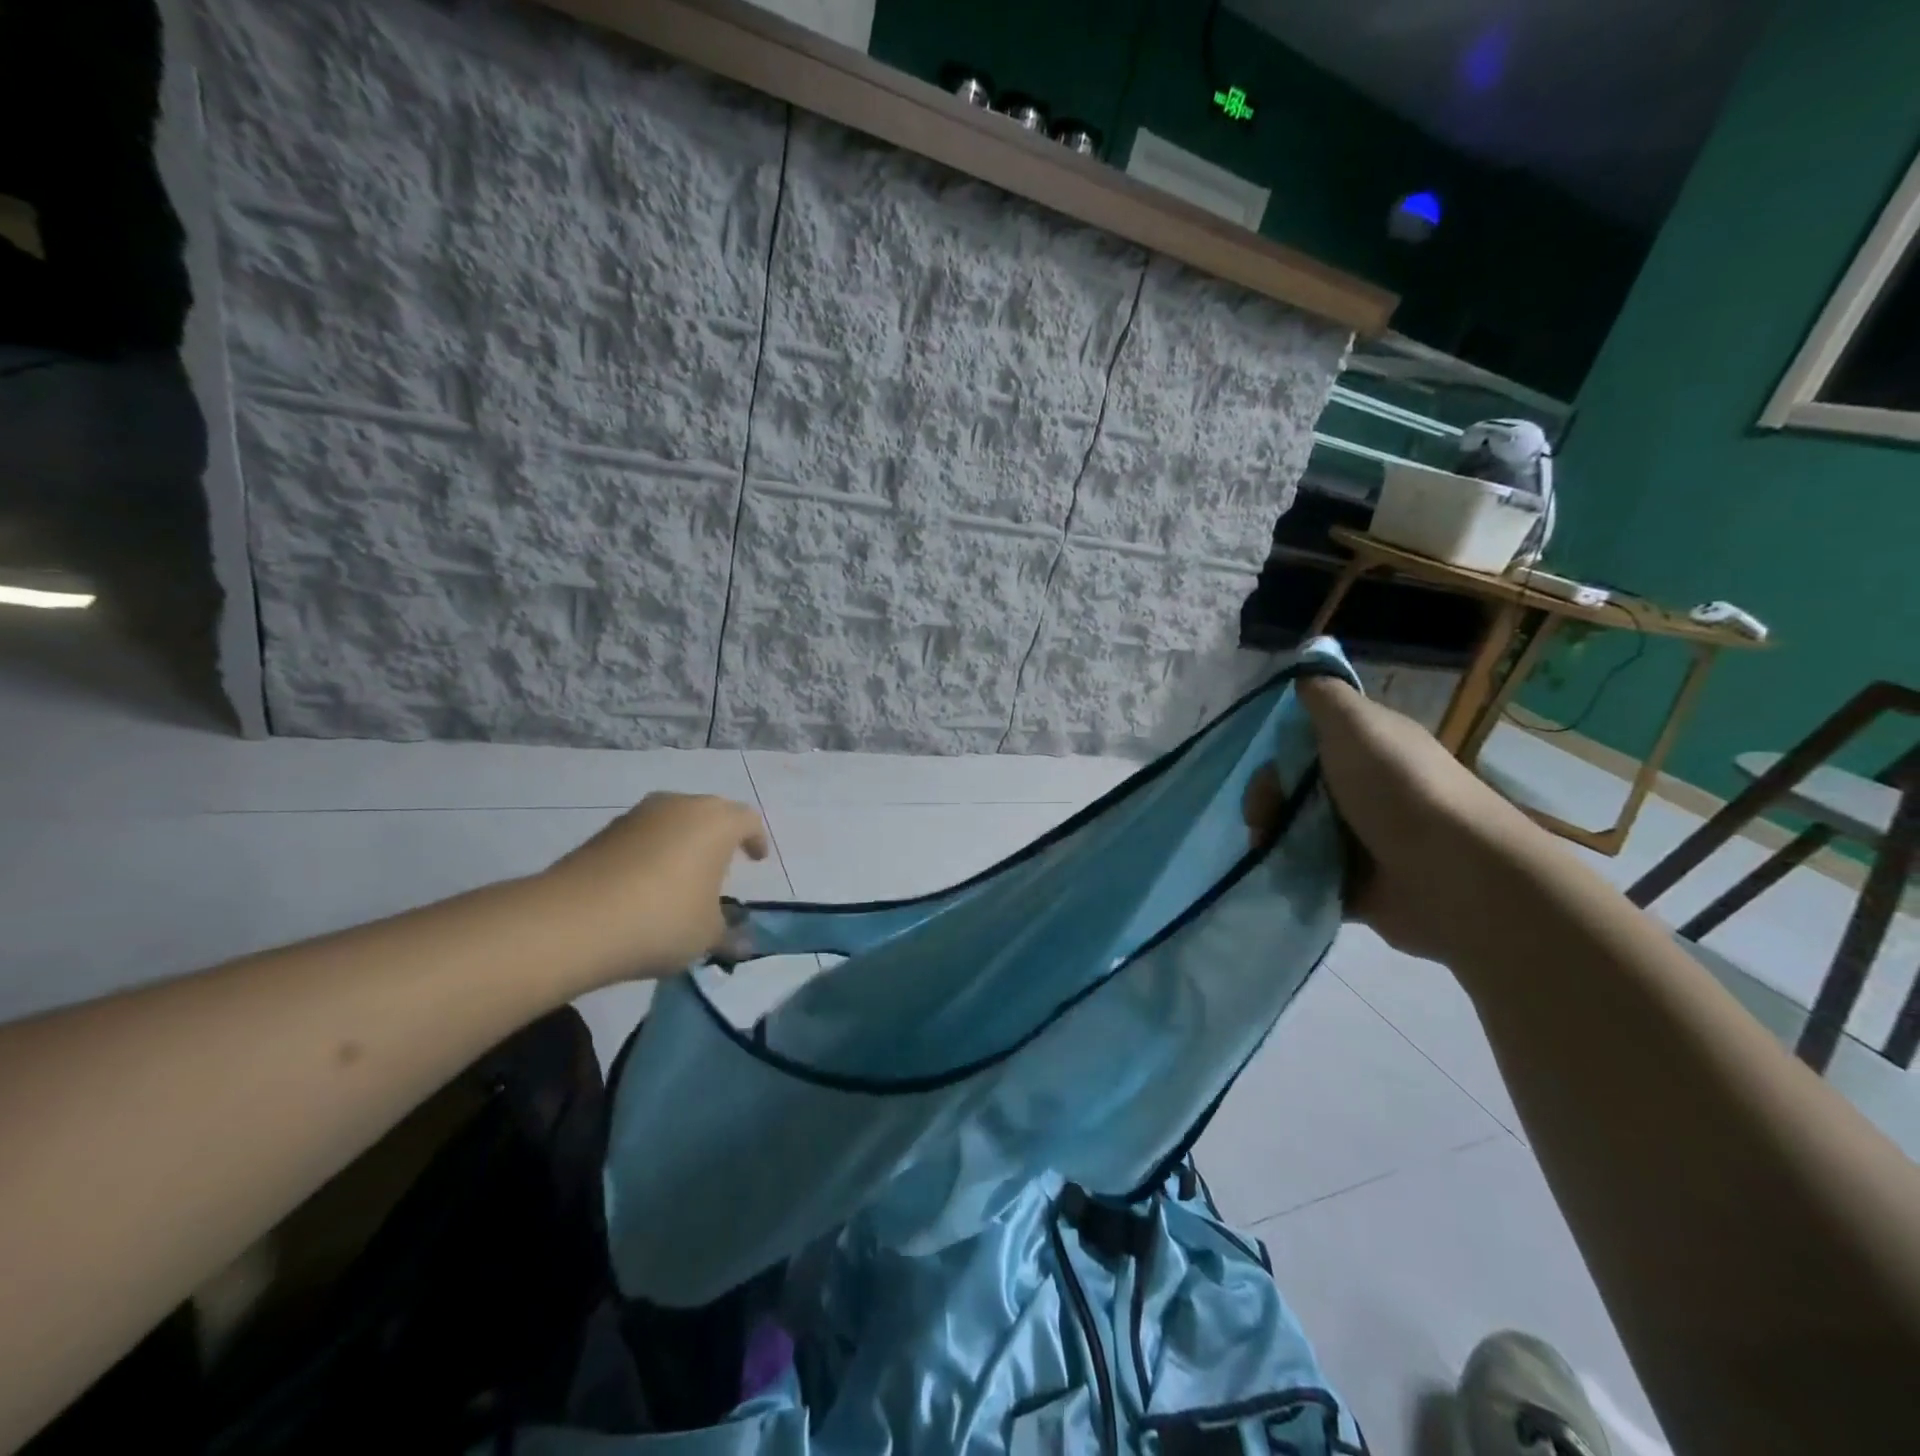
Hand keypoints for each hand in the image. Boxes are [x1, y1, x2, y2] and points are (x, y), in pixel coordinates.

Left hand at [544, 793, 769, 982]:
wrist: (572, 921)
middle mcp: (681, 806)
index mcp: (717, 822)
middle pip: (710, 813)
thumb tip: (744, 943)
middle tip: (722, 866)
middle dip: (719, 837)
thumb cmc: (662, 919)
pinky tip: (644, 886)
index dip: (756, 840)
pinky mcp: (604, 831)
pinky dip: (652, 853)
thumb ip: (729, 934)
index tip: (756, 860)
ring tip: (681, 878)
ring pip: (674, 821)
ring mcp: (639, 815)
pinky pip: (643, 836)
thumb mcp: (707, 936)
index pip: (748, 820)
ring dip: (683, 843)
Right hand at [1244, 677, 1539, 964]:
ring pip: (1292, 828)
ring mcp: (1358, 837)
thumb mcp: (1356, 723)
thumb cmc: (1398, 788)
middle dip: (1266, 800)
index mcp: (1365, 748)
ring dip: (1271, 837)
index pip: (1304, 741)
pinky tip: (1278, 871)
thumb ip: (1324, 695)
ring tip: (1266, 850)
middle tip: (1262, 819)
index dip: (1277, 751)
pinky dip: (1286, 870)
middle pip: (1292, 786)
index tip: (1266, 768)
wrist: (1451, 872)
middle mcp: (1362, 788)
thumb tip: (1302, 671)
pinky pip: (1304, 870)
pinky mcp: (1352, 881)